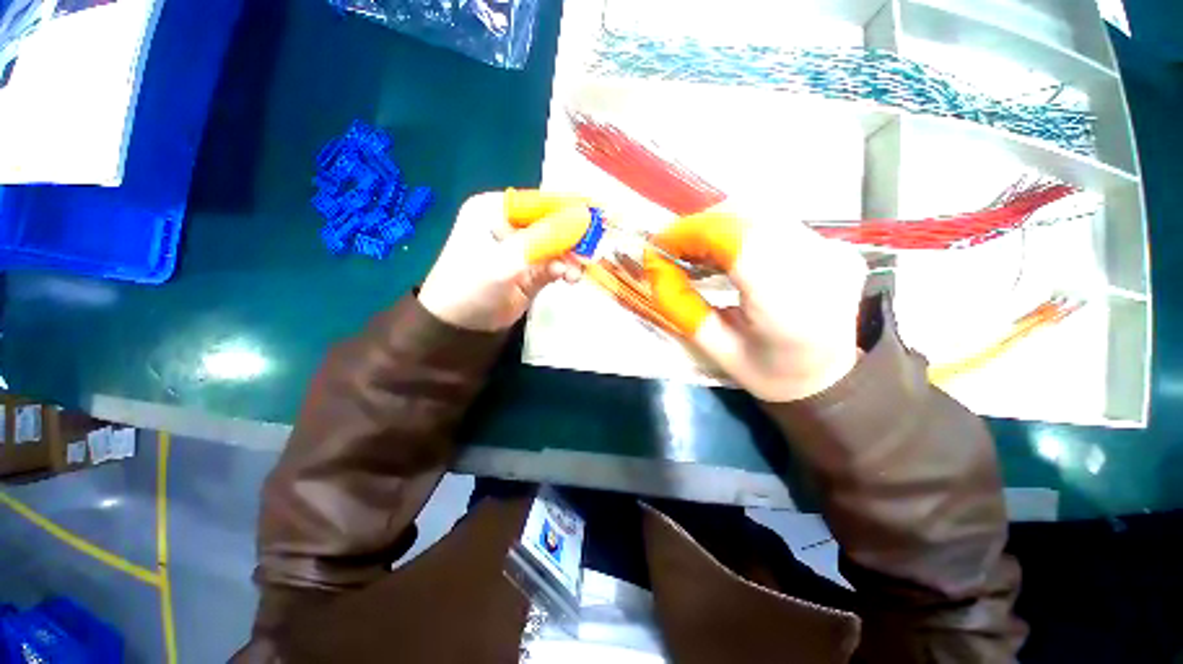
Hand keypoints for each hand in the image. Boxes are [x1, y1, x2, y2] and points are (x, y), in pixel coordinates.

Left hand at [419, 190, 590, 331]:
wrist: (459, 328)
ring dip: (570, 258)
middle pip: (551, 223)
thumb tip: (583, 216)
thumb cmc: (472, 287)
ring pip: (556, 245)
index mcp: (494, 209)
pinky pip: (555, 263)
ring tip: (576, 273)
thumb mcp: (506, 261)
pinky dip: (565, 270)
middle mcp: (509, 225)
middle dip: (572, 238)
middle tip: (590, 251)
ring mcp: (522, 249)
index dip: (568, 208)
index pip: (538, 202)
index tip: (596, 217)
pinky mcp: (531, 269)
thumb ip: (544, 239)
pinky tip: (569, 278)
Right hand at [644, 204, 866, 401]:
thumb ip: (684, 309)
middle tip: (674, 249)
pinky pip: (777, 220)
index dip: (692, 234)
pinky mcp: (833, 244)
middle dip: (701, 226)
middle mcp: (819, 267)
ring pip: (763, 212)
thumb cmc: (773, 374)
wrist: (833, 377)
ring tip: (696, 249)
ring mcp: (832, 251)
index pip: (738, 243)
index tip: (660, 245)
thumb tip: (656, 270)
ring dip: (719, 224)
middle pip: (750, 217)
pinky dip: (741, 227)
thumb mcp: (719, 352)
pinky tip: (727, 249)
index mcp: (790, 309)